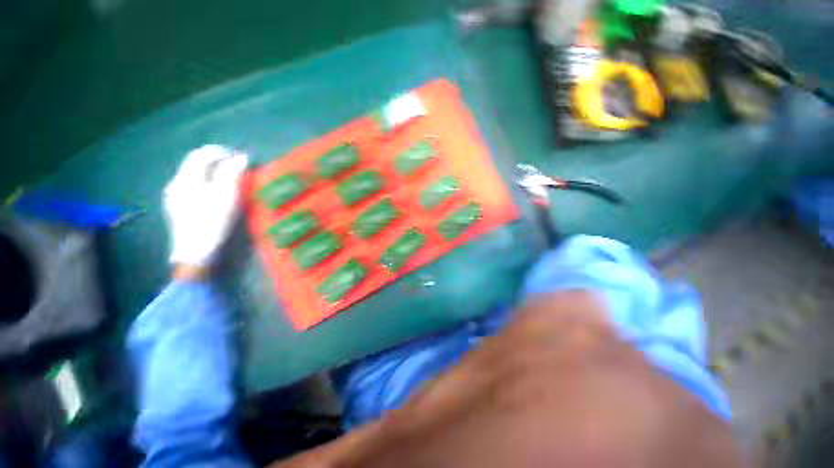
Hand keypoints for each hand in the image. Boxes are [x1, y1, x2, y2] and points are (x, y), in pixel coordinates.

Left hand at [164, 144, 247, 268]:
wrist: (196, 251)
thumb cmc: (213, 221)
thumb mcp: (226, 195)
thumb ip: (233, 173)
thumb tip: (242, 156)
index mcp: (186, 178)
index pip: (201, 154)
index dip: (220, 152)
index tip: (239, 157)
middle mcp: (176, 183)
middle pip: (195, 164)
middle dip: (217, 162)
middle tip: (236, 168)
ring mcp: (174, 196)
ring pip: (194, 175)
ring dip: (212, 173)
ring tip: (230, 180)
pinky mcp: (177, 207)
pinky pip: (192, 186)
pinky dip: (207, 183)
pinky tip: (216, 193)